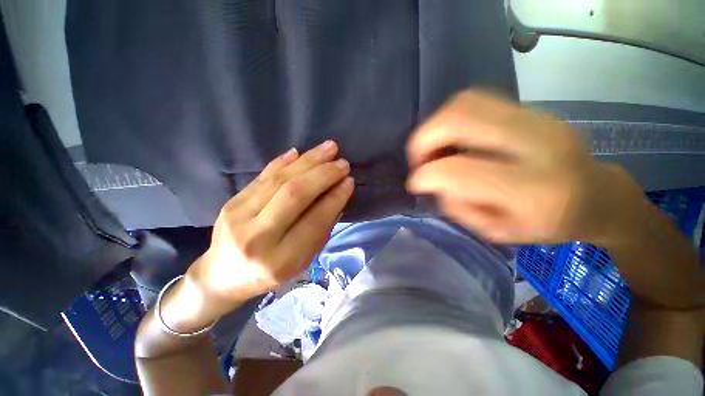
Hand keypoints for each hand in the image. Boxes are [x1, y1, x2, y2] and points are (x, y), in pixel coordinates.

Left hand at [188, 141, 353, 312]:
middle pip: (295, 194)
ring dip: (308, 161)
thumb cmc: (271, 272)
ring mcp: (238, 217)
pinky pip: (261, 176)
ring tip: (329, 148)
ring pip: (279, 180)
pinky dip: (283, 161)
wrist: (223, 276)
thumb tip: (338, 195)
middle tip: (342, 163)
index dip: (335, 198)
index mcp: (280, 261)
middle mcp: (257, 238)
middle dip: (323, 175)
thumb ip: (321, 228)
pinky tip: (300, 153)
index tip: (349, 181)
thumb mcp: (303, 259)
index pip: (314, 220)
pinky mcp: (230, 202)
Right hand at [406, 90, 638, 243]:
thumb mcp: (498, 232)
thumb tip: (433, 180)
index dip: (425, 175)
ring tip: (432, 148)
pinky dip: (451, 118)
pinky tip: (452, 139)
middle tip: (417, 159)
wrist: (595, 196)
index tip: (415, 183)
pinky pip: (477, 100)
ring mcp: (537, 118)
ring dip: (435, 125)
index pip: (459, 171)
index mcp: (532, 191)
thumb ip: (459, 207)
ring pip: (466, 102)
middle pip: (461, 119)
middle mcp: (538, 144)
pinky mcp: (532, 108)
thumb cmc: (547, 224)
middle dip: (424, 139)